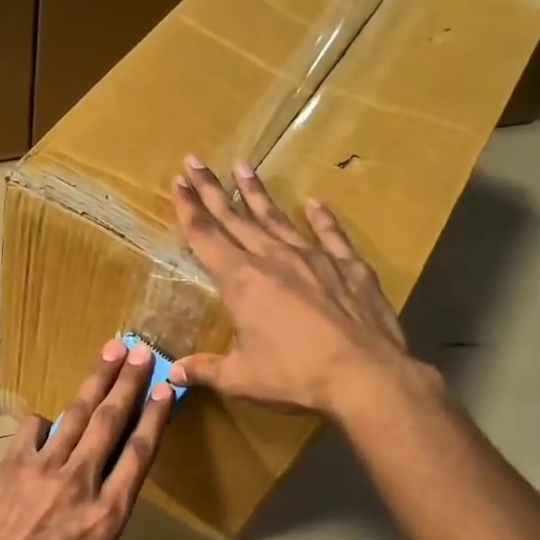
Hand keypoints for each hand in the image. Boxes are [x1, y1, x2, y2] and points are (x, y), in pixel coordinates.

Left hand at [0, 340, 174, 539]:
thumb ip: (110, 515)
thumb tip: (114, 478)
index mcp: (107, 513)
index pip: (138, 452)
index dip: (154, 416)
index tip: (165, 389)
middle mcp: (80, 481)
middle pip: (110, 421)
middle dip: (128, 382)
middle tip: (140, 351)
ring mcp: (44, 467)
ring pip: (77, 413)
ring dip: (97, 379)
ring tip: (111, 350)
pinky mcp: (13, 461)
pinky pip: (35, 426)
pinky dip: (46, 420)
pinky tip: (52, 421)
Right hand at [169, 156, 422, 419]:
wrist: (365, 375)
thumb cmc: (295, 376)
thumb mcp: (242, 378)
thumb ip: (206, 369)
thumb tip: (174, 373)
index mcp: (241, 282)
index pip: (206, 238)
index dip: (189, 210)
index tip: (178, 182)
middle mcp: (273, 259)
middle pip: (236, 218)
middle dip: (212, 190)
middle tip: (195, 161)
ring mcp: (313, 258)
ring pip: (277, 218)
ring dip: (257, 193)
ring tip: (243, 165)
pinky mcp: (348, 266)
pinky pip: (330, 234)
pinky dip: (321, 217)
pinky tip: (314, 201)